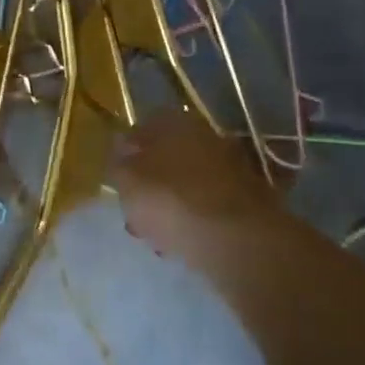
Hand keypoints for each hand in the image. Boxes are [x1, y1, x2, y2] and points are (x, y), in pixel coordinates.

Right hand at [108, 108, 277, 268]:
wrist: (237, 240)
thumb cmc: (171, 201)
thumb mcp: (127, 181)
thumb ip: (118, 163)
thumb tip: (120, 150)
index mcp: (174, 122)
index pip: (142, 129)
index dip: (127, 154)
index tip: (118, 179)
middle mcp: (204, 135)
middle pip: (167, 157)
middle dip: (151, 182)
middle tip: (136, 210)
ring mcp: (229, 166)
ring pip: (188, 182)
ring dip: (172, 203)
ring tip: (157, 235)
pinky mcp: (247, 199)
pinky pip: (209, 205)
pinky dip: (195, 219)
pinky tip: (183, 243)